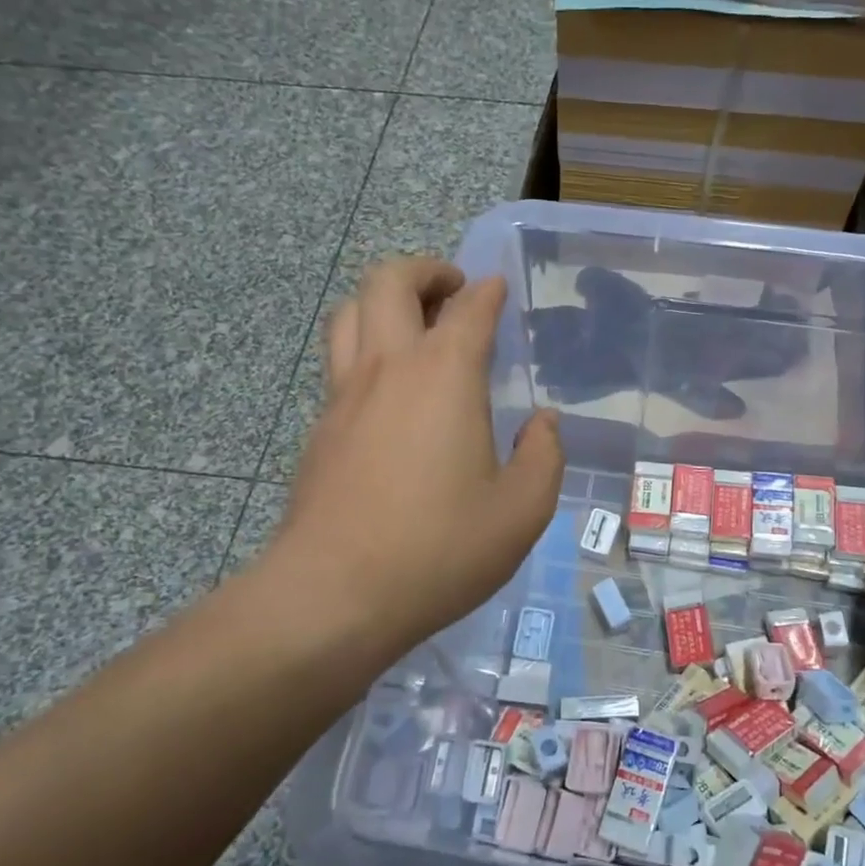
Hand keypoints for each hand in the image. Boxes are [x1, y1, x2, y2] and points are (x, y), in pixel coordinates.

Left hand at [262, 257, 563, 671]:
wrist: (334, 595)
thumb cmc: (440, 549)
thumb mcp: (522, 511)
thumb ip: (543, 457)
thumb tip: (543, 422)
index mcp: (444, 375)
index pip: (469, 307)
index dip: (488, 291)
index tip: (499, 289)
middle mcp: (389, 368)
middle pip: (388, 281)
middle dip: (424, 271)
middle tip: (453, 292)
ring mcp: (344, 395)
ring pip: (350, 311)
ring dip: (384, 300)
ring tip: (415, 324)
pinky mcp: (320, 428)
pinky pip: (340, 360)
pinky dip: (366, 347)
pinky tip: (390, 389)